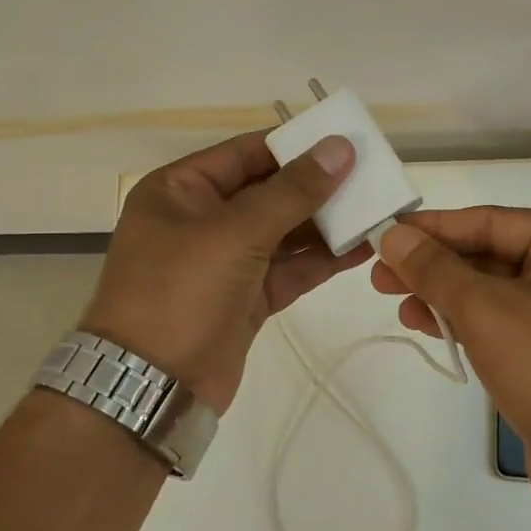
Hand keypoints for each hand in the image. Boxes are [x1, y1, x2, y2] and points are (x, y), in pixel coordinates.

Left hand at [80, 131, 369, 413]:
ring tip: (376, 210)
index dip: (296, 146)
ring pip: (283, 232)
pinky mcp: (246, 297)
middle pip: (268, 192)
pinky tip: (361, 249)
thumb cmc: (181, 293)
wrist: (153, 388)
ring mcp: (225, 261)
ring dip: (326, 224)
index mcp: (181, 190)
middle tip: (372, 177)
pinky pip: (289, 268)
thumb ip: (292, 191)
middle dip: (317, 187)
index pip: (246, 153)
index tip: (346, 142)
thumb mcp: (235, 233)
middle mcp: (201, 219)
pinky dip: (321, 260)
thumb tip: (339, 148)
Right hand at [371, 207, 530, 516]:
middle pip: (486, 254)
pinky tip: (424, 325)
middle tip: (378, 275)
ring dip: (441, 295)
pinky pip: (497, 320)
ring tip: (395, 302)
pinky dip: (461, 321)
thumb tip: (392, 234)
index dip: (431, 228)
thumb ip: (435, 269)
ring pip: (488, 290)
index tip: (382, 233)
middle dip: (432, 265)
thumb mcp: (485, 310)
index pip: (487, 221)